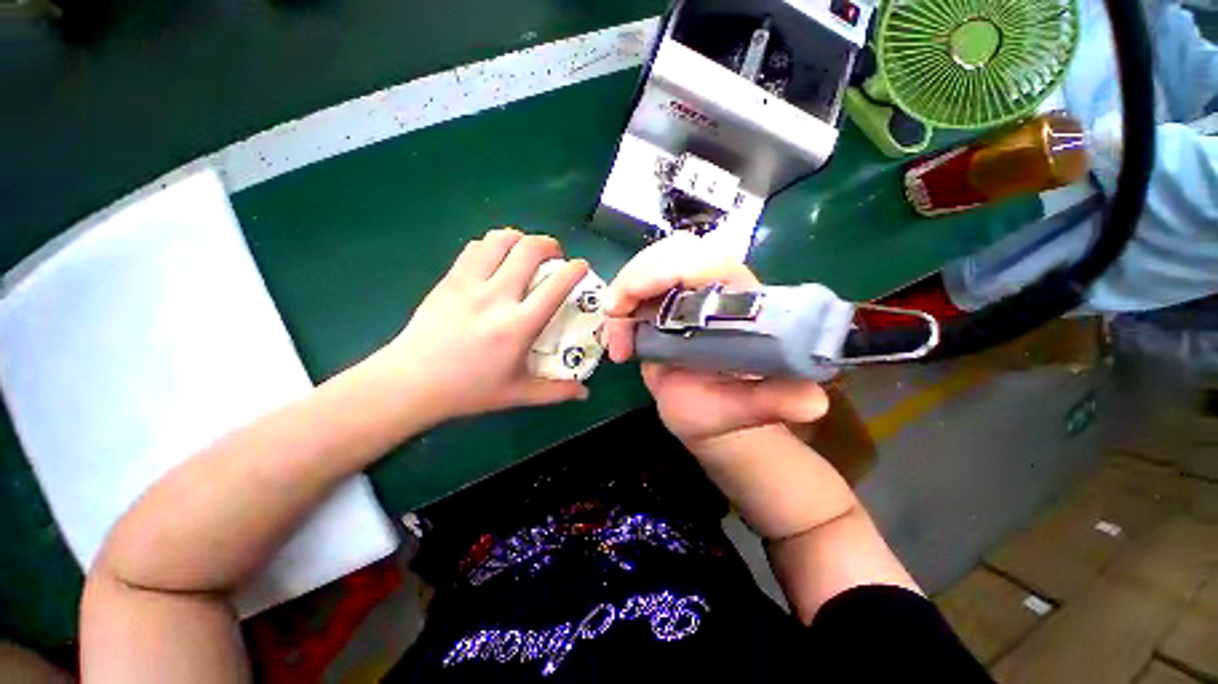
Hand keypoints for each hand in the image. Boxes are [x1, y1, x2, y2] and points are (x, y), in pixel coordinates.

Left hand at [374, 228, 589, 423]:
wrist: (410, 383)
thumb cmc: (469, 391)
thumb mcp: (518, 394)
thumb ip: (556, 391)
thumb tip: (585, 393)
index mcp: (518, 326)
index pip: (556, 286)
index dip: (575, 270)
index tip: (581, 267)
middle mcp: (496, 297)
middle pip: (529, 249)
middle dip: (550, 244)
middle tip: (555, 256)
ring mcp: (469, 284)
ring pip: (500, 239)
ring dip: (521, 239)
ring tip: (526, 253)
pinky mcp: (449, 279)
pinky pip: (475, 247)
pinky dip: (493, 244)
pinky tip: (497, 259)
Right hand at [602, 233, 827, 444]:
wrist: (702, 414)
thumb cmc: (724, 412)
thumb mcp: (744, 412)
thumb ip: (772, 403)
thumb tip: (813, 402)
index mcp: (743, 307)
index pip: (710, 263)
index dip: (667, 270)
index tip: (630, 302)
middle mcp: (716, 291)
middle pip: (676, 250)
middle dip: (638, 276)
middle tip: (615, 312)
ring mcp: (687, 295)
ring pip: (652, 263)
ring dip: (624, 292)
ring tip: (615, 340)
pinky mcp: (664, 305)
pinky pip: (636, 289)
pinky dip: (619, 312)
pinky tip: (617, 346)